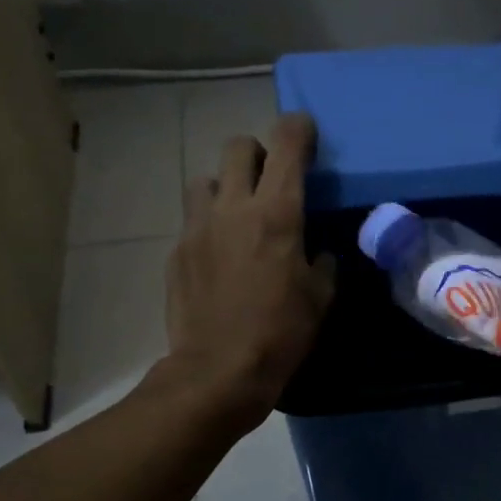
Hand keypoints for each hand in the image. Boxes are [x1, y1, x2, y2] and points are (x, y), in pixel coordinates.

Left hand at [162, 112, 335, 430]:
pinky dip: (210, 226)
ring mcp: (198, 227)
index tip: (305, 131)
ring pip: (206, 179)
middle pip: (237, 147)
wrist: (217, 371)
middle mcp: (233, 208)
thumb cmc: (281, 333)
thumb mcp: (320, 297)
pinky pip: (193, 220)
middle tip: (270, 179)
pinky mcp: (177, 251)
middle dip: (257, 152)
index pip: (286, 144)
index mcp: (276, 213)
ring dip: (226, 186)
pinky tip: (220, 257)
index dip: (298, 128)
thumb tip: (319, 251)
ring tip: (238, 216)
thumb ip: (323, 262)